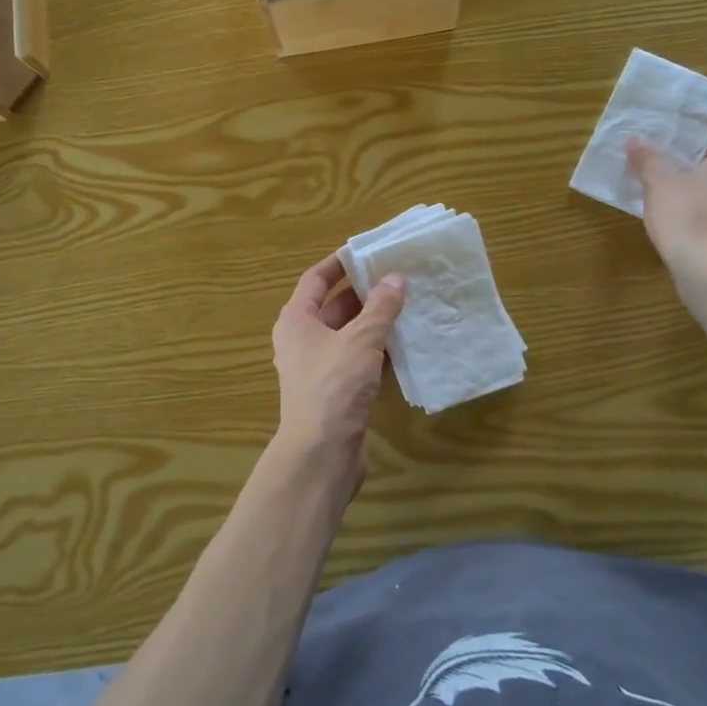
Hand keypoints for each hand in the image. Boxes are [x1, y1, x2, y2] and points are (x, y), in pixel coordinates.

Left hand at [269, 254, 405, 487]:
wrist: (322, 453)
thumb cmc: (334, 386)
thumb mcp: (360, 340)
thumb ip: (381, 307)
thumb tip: (396, 277)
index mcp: (296, 320)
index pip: (316, 279)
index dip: (339, 264)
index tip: (368, 252)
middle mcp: (303, 340)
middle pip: (334, 307)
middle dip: (365, 293)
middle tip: (399, 278)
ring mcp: (319, 368)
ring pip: (350, 336)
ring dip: (375, 324)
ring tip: (409, 306)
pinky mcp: (336, 392)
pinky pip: (359, 362)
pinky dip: (378, 353)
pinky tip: (406, 346)